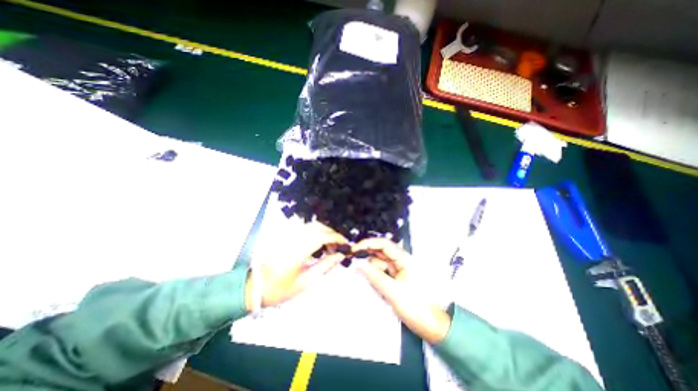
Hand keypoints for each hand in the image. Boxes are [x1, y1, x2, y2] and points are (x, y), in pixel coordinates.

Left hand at [245, 222, 348, 310]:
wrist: (257, 288)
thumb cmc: (282, 289)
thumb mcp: (306, 281)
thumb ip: (326, 266)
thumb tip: (341, 255)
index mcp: (297, 250)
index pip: (322, 236)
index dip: (336, 238)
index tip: (346, 244)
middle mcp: (293, 238)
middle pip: (318, 227)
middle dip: (332, 234)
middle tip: (338, 247)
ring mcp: (288, 235)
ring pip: (311, 226)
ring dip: (324, 232)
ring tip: (329, 246)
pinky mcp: (285, 236)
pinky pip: (304, 228)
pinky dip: (315, 232)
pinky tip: (318, 244)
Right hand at [355, 237, 453, 342]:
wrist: (431, 327)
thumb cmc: (416, 307)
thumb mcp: (393, 291)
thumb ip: (374, 276)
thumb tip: (357, 263)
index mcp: (404, 259)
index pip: (384, 244)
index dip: (368, 243)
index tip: (354, 249)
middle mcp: (400, 260)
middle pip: (379, 252)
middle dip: (367, 256)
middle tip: (351, 262)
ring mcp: (397, 269)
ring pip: (378, 263)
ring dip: (371, 270)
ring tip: (370, 283)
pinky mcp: (394, 278)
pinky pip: (380, 272)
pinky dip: (374, 277)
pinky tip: (375, 286)